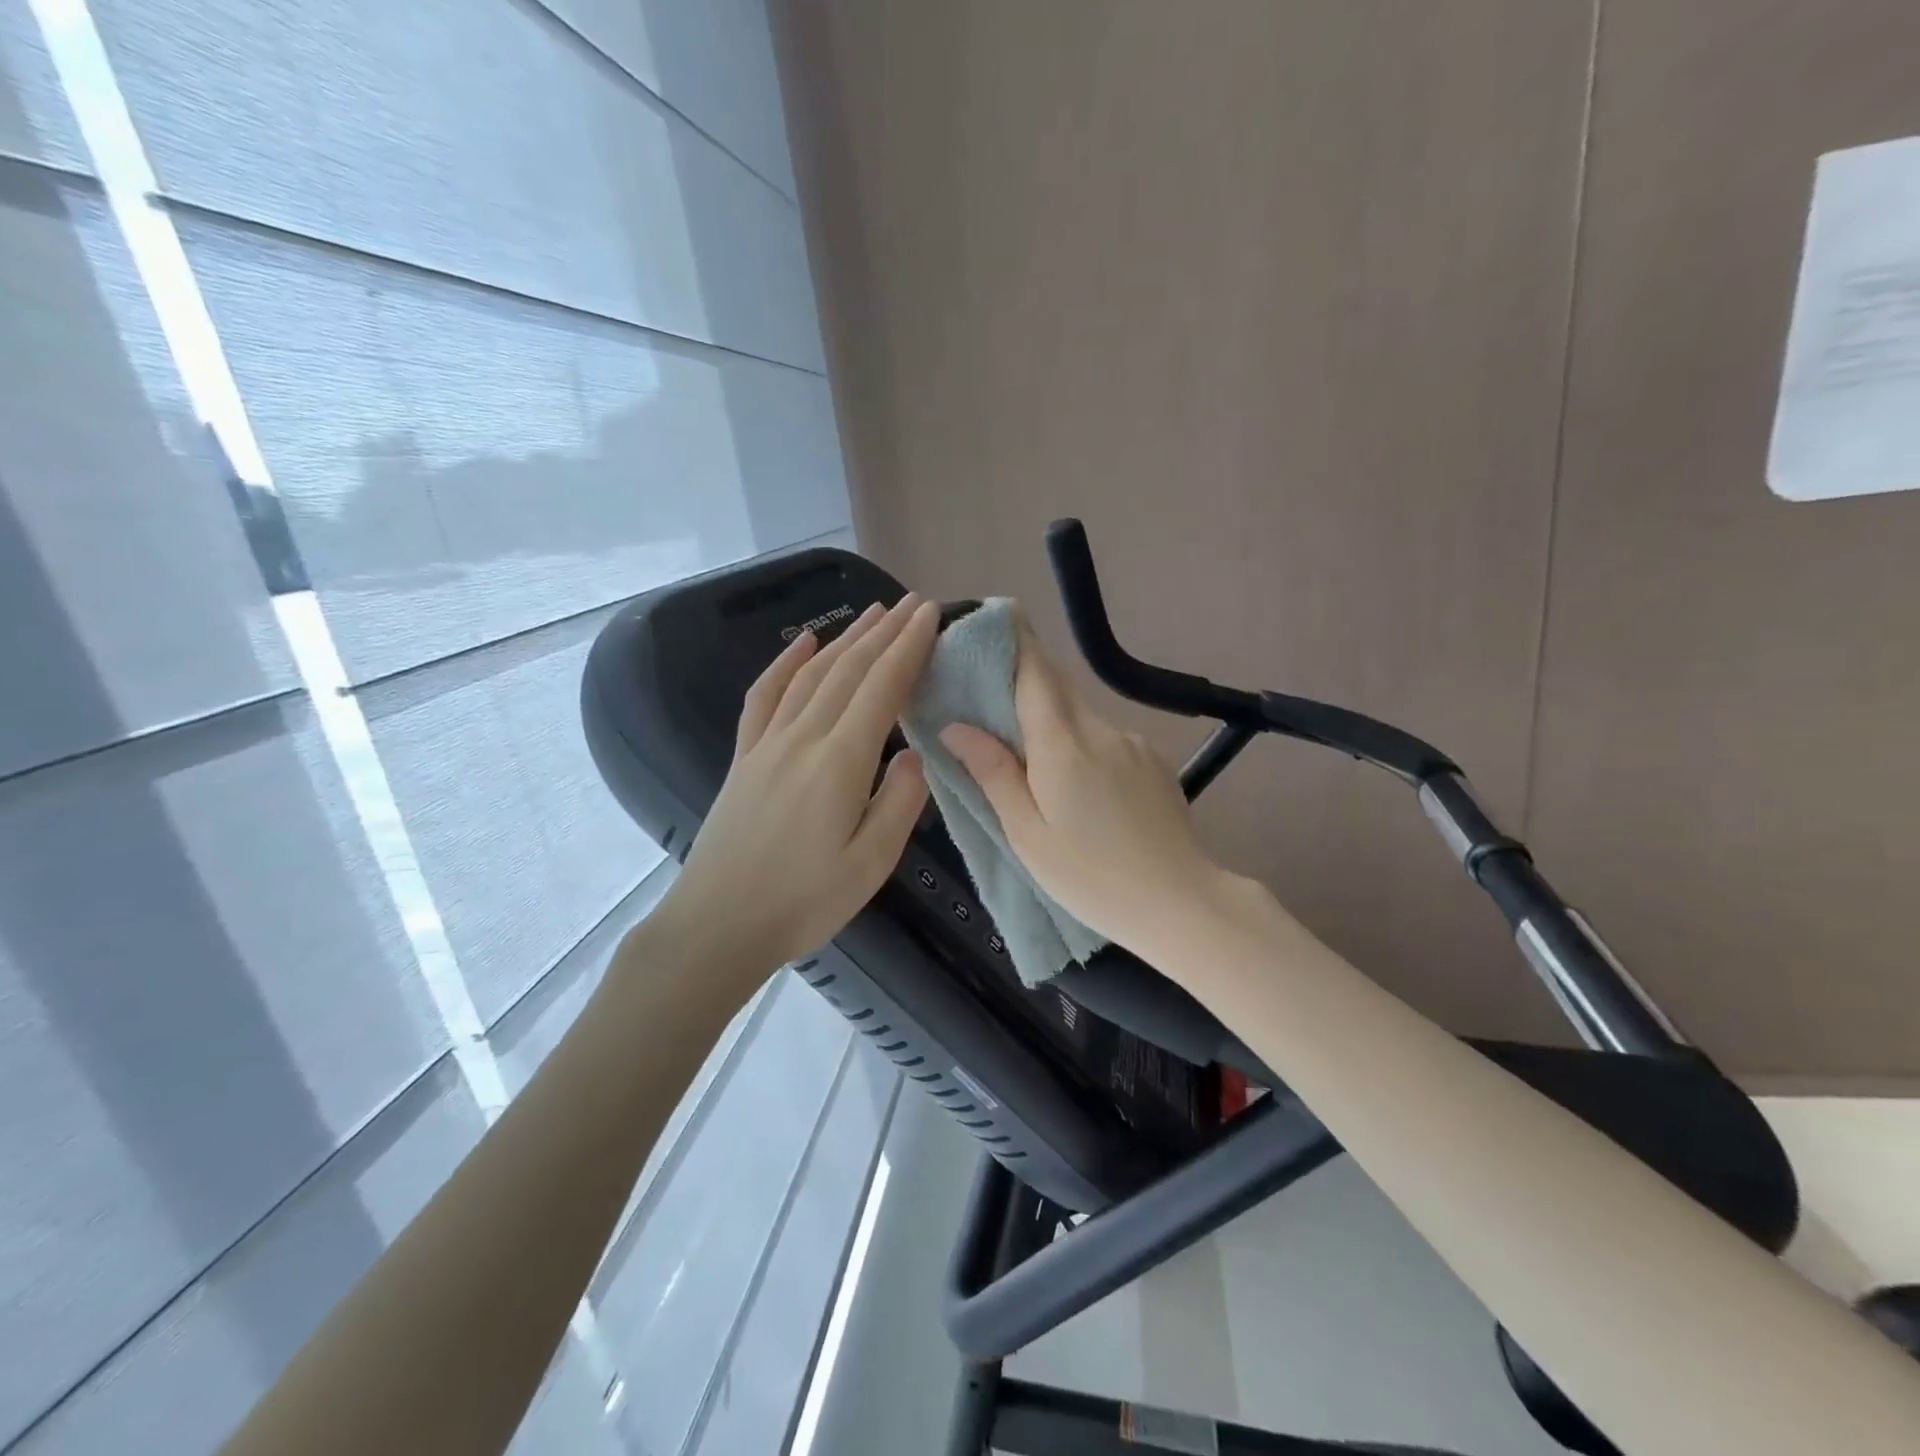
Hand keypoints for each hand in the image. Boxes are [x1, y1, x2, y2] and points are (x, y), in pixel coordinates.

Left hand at [656, 595, 939, 977]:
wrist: (717, 925)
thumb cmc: (803, 902)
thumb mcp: (870, 864)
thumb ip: (899, 803)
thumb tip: (914, 756)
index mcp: (840, 762)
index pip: (881, 688)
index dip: (908, 647)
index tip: (931, 613)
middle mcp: (803, 738)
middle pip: (848, 671)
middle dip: (884, 632)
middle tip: (911, 603)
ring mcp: (767, 744)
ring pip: (811, 675)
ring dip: (844, 639)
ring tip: (872, 613)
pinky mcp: (744, 758)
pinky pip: (764, 696)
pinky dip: (785, 664)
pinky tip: (802, 645)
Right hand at [940, 619, 1242, 962]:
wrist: (1182, 904)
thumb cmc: (1092, 877)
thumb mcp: (1028, 835)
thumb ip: (994, 774)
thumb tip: (956, 726)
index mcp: (1064, 745)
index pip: (1035, 672)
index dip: (1014, 641)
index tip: (994, 619)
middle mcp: (1101, 730)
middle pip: (1057, 689)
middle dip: (1025, 684)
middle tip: (991, 701)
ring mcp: (1133, 744)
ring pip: (1081, 716)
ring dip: (1053, 723)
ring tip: (1034, 761)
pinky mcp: (1154, 762)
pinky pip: (1106, 739)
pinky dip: (1082, 745)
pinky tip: (1081, 787)